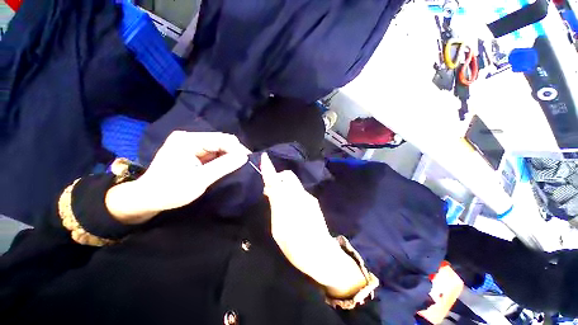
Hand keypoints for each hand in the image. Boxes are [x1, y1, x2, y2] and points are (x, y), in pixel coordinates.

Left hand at [105, 131, 249, 223]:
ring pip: (218, 146)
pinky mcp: (192, 151)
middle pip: (220, 140)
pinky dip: (221, 158)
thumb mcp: (200, 180)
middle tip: (243, 165)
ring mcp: (190, 143)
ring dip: (228, 155)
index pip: (221, 139)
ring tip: (236, 166)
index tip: (248, 161)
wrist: (148, 198)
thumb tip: (244, 157)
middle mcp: (189, 137)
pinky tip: (226, 166)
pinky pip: (213, 151)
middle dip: (234, 152)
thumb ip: (223, 166)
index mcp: (188, 140)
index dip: (237, 149)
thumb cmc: (170, 190)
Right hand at [260, 153, 366, 297]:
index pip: (276, 181)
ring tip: (279, 200)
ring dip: (284, 186)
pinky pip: (299, 191)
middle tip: (270, 191)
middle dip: (278, 178)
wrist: (321, 254)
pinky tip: (290, 206)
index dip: (269, 169)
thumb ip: (275, 206)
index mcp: (287, 203)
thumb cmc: (295, 246)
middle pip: (288, 176)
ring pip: (293, 183)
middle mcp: (299, 195)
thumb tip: (271, 190)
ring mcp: (308, 197)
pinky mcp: (313, 201)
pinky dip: (291, 192)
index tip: (265, 157)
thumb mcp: (278, 229)